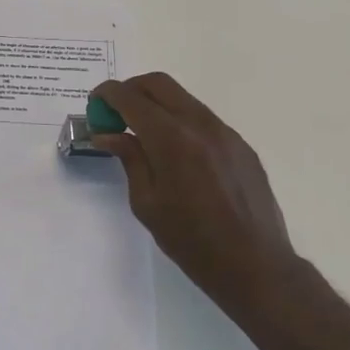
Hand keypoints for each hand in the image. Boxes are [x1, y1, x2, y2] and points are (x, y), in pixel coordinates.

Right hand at [91, 73, 304, 315]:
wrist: (255, 266)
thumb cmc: (192, 241)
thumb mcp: (147, 203)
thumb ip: (129, 159)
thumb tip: (108, 134)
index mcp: (172, 140)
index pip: (131, 98)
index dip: (107, 95)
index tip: (94, 105)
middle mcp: (200, 125)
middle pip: (159, 84)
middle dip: (131, 90)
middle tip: (114, 113)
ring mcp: (226, 133)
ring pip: (183, 99)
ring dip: (156, 104)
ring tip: (142, 134)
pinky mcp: (241, 145)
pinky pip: (203, 119)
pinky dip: (180, 121)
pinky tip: (175, 153)